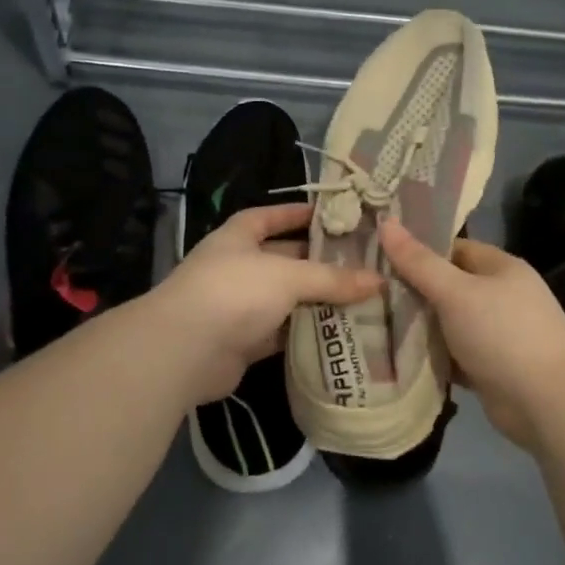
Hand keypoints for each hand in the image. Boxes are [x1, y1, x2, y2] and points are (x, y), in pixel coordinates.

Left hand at [147, 202, 379, 398]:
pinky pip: (282, 332)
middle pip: (284, 259)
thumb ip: (332, 279)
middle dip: (318, 262)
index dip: (297, 214)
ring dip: (316, 301)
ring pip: (286, 299)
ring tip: (362, 298)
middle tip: (362, 264)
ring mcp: (238, 306)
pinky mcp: (244, 342)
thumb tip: (379, 281)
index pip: (270, 216)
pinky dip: (306, 332)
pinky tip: (340, 332)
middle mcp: (237, 267)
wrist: (185, 351)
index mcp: (239, 236)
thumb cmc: (234, 292)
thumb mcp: (288, 276)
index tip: (332, 216)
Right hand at [377, 218, 564, 451]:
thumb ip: (418, 262)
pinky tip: (396, 356)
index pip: (452, 248)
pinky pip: (453, 354)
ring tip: (372, 322)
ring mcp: (497, 334)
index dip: (417, 251)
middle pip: (448, 286)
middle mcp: (501, 296)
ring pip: (448, 322)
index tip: (378, 256)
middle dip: (412, 291)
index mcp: (501, 268)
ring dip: (419, 326)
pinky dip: (431, 355)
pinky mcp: (490, 367)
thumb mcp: (455, 293)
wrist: (548, 404)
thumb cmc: (503, 335)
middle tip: (368, 292)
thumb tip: (385, 222)